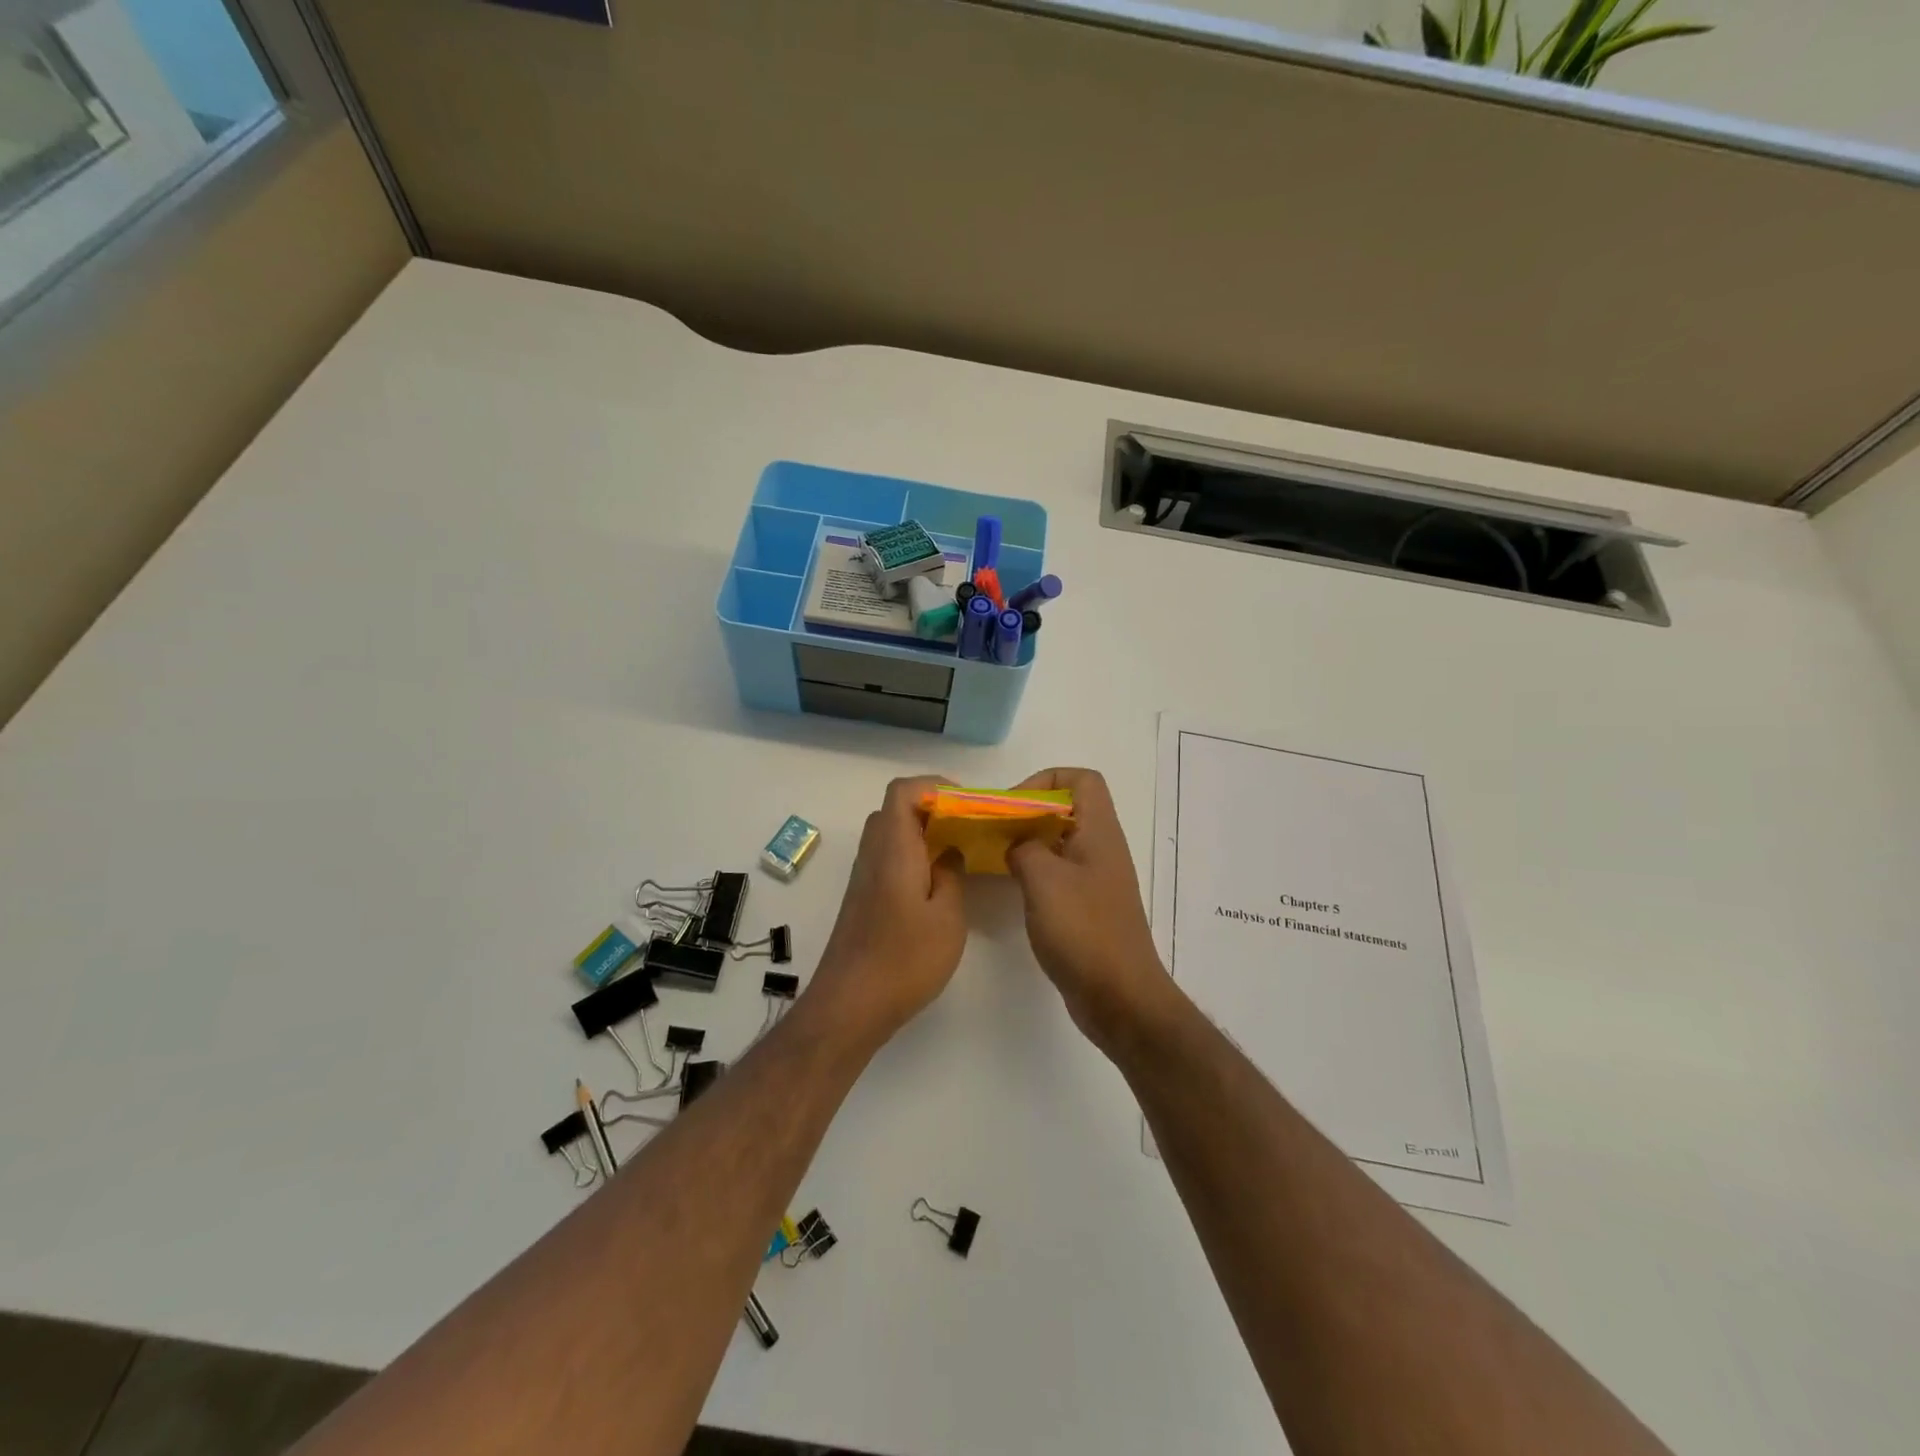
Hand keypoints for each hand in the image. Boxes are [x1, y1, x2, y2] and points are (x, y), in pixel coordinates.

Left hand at [810, 776, 967, 1048]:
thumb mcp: (947, 919)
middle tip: (966, 828)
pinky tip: (936, 884)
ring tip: (957, 854)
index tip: (966, 804)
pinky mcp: (862, 899)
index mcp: (893, 849)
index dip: (933, 786)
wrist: (849, 1006)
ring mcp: (863, 877)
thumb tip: (949, 852)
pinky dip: (912, 856)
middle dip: (932, 809)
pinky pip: (887, 858)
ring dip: (922, 834)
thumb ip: (952, 876)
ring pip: (890, 835)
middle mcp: (873, 855)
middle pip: (895, 809)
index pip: (902, 791)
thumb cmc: (903, 960)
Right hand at [1005, 768, 1178, 1053]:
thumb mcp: (1043, 879)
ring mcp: (1097, 880)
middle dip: (1029, 812)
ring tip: (996, 856)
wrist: (1119, 996)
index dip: (1046, 781)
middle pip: (1068, 809)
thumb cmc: (1083, 930)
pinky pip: (1060, 873)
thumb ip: (1024, 848)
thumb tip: (1017, 844)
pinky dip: (1035, 871)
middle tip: (995, 831)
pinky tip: (1012, 888)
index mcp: (1099, 832)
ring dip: (1029, 843)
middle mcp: (1102, 849)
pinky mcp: (1089, 907)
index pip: (1081, 780)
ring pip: (1060, 842)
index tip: (1014, 806)